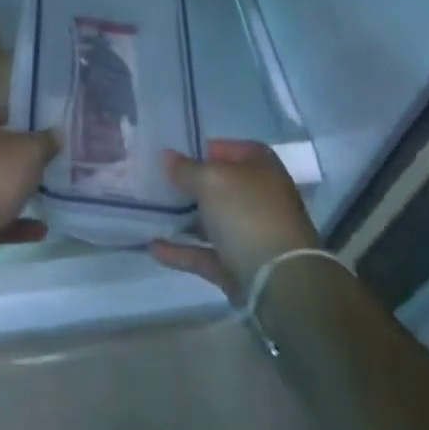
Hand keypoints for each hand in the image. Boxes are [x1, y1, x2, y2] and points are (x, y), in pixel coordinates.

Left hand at [0, 109, 58, 281]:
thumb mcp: (28, 153)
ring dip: (16, 192)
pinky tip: (39, 230)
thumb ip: (45, 142)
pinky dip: (13, 222)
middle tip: (47, 163)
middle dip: (18, 158)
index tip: (42, 129)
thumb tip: (56, 133)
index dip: (19, 118)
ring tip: (46, 196)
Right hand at [149, 139, 318, 300]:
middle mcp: (259, 199)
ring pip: (212, 221)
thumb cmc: (248, 214)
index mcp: (262, 169)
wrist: (279, 281)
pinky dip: (181, 251)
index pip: (235, 149)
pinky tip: (153, 247)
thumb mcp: (211, 181)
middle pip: (222, 186)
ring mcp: (250, 235)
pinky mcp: (238, 267)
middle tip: (157, 179)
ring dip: (184, 217)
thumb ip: (186, 169)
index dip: (209, 148)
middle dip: (191, 183)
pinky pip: (204, 254)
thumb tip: (168, 156)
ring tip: (149, 211)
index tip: (179, 152)